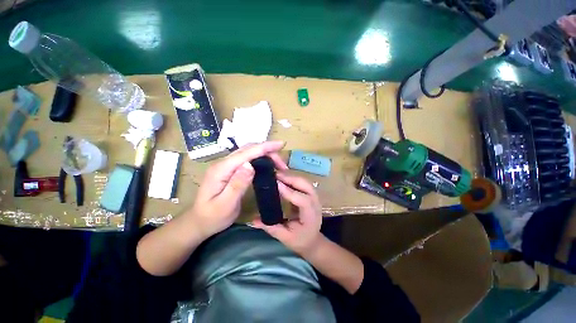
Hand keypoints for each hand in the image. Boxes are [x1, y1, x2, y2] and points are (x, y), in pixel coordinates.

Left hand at [188, 141, 287, 237]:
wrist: (199, 222)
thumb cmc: (213, 217)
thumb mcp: (226, 204)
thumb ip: (237, 184)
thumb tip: (250, 165)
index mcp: (222, 169)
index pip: (246, 153)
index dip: (265, 147)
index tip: (281, 144)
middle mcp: (223, 163)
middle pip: (248, 149)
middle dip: (267, 150)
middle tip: (282, 163)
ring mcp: (226, 165)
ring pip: (248, 152)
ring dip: (264, 153)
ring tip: (277, 163)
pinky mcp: (230, 170)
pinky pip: (247, 158)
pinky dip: (259, 158)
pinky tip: (266, 164)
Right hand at [252, 172, 322, 255]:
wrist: (312, 240)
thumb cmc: (300, 240)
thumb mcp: (285, 238)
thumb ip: (271, 228)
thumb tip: (253, 221)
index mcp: (311, 216)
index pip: (303, 201)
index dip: (290, 192)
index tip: (276, 184)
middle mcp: (315, 204)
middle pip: (306, 186)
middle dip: (291, 179)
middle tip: (275, 175)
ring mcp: (315, 197)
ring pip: (305, 182)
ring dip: (292, 176)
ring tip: (278, 174)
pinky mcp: (311, 194)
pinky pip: (303, 183)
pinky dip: (293, 178)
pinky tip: (284, 176)